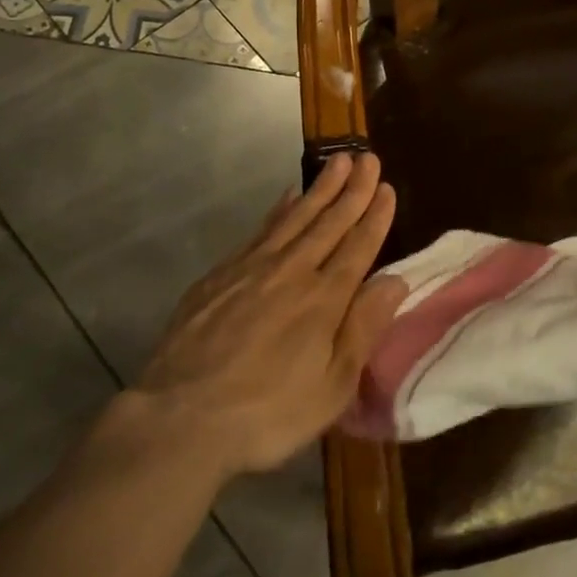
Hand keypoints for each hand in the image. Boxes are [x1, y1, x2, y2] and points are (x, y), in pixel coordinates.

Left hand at [132, 152, 406, 481]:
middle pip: (329, 222)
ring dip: (320, 188)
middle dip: (353, 189)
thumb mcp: (331, 386)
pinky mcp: (221, 274)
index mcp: (325, 299)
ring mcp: (253, 268)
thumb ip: (364, 328)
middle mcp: (293, 271)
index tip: (386, 186)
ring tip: (337, 161)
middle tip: (368, 157)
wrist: (180, 419)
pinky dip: (279, 209)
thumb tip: (396, 280)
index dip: (375, 215)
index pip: (358, 246)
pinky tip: (288, 196)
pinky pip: (261, 230)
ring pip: (296, 217)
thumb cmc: (267, 413)